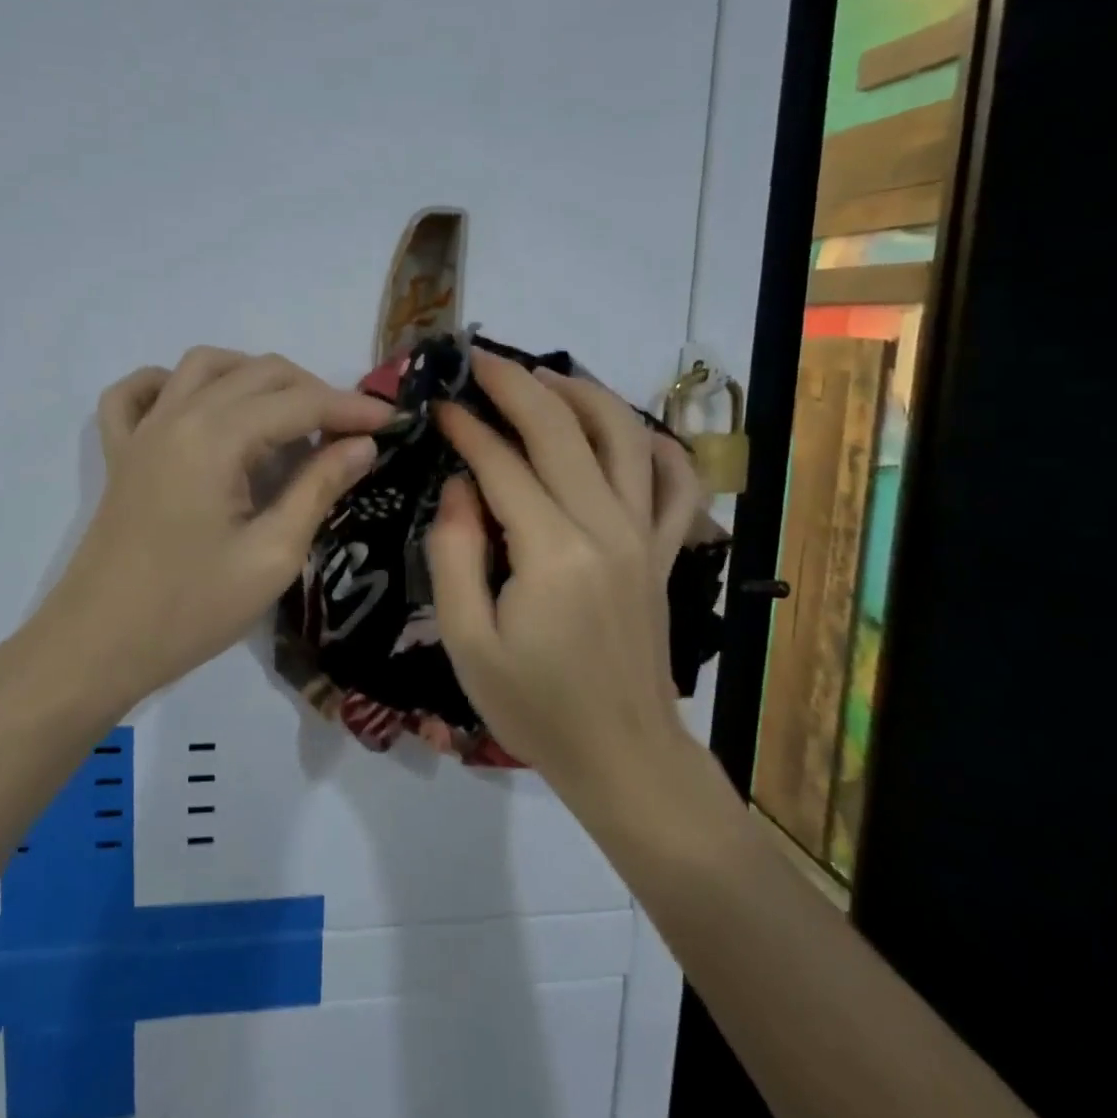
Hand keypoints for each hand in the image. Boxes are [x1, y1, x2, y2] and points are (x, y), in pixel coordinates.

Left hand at [36, 347, 391, 704]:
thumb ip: (318, 489)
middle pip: (257, 373)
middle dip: (312, 390)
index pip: (298, 402)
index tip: (392, 421)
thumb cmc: (191, 610)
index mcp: (216, 438)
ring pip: (203, 366)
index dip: (350, 407)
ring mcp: (142, 430)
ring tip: (287, 414)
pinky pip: (136, 393)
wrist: (98, 645)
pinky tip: (197, 405)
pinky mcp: (120, 452)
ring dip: (252, 375)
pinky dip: (170, 383)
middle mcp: (177, 415)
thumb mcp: (271, 556)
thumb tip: (362, 445)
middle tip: (348, 430)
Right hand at [426, 350, 703, 802]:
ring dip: (583, 394)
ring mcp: (643, 535)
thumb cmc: (534, 705)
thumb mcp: (465, 640)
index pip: (503, 462)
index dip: (468, 427)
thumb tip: (460, 486)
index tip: (439, 405)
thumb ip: (454, 554)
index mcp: (552, 550)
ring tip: (543, 378)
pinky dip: (658, 445)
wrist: (622, 756)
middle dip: (517, 384)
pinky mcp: (662, 552)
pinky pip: (677, 483)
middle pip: (562, 430)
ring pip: (624, 436)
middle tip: (481, 360)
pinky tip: (628, 431)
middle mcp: (605, 526)